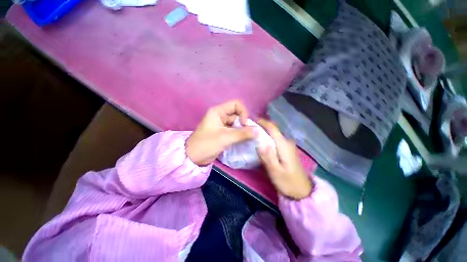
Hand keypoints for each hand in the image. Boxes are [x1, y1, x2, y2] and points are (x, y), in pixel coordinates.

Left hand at [186, 100, 255, 165]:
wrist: (194, 157)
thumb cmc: (207, 144)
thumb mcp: (225, 138)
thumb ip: (242, 134)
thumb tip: (258, 131)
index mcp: (218, 112)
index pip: (236, 104)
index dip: (243, 112)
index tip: (244, 124)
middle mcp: (220, 116)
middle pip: (237, 114)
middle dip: (244, 123)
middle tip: (249, 133)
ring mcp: (222, 125)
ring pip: (237, 123)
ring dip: (243, 130)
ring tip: (248, 138)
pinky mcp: (223, 133)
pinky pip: (234, 130)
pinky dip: (240, 134)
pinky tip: (244, 140)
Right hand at [257, 119, 312, 199]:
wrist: (302, 191)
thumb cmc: (288, 182)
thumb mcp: (275, 171)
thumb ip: (267, 156)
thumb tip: (260, 143)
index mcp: (284, 145)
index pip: (273, 128)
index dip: (263, 122)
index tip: (252, 120)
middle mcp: (287, 142)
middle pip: (273, 130)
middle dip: (262, 127)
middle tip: (250, 128)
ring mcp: (288, 146)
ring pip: (274, 134)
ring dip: (265, 132)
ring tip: (254, 134)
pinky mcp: (287, 150)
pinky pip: (276, 140)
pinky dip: (268, 138)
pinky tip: (262, 142)